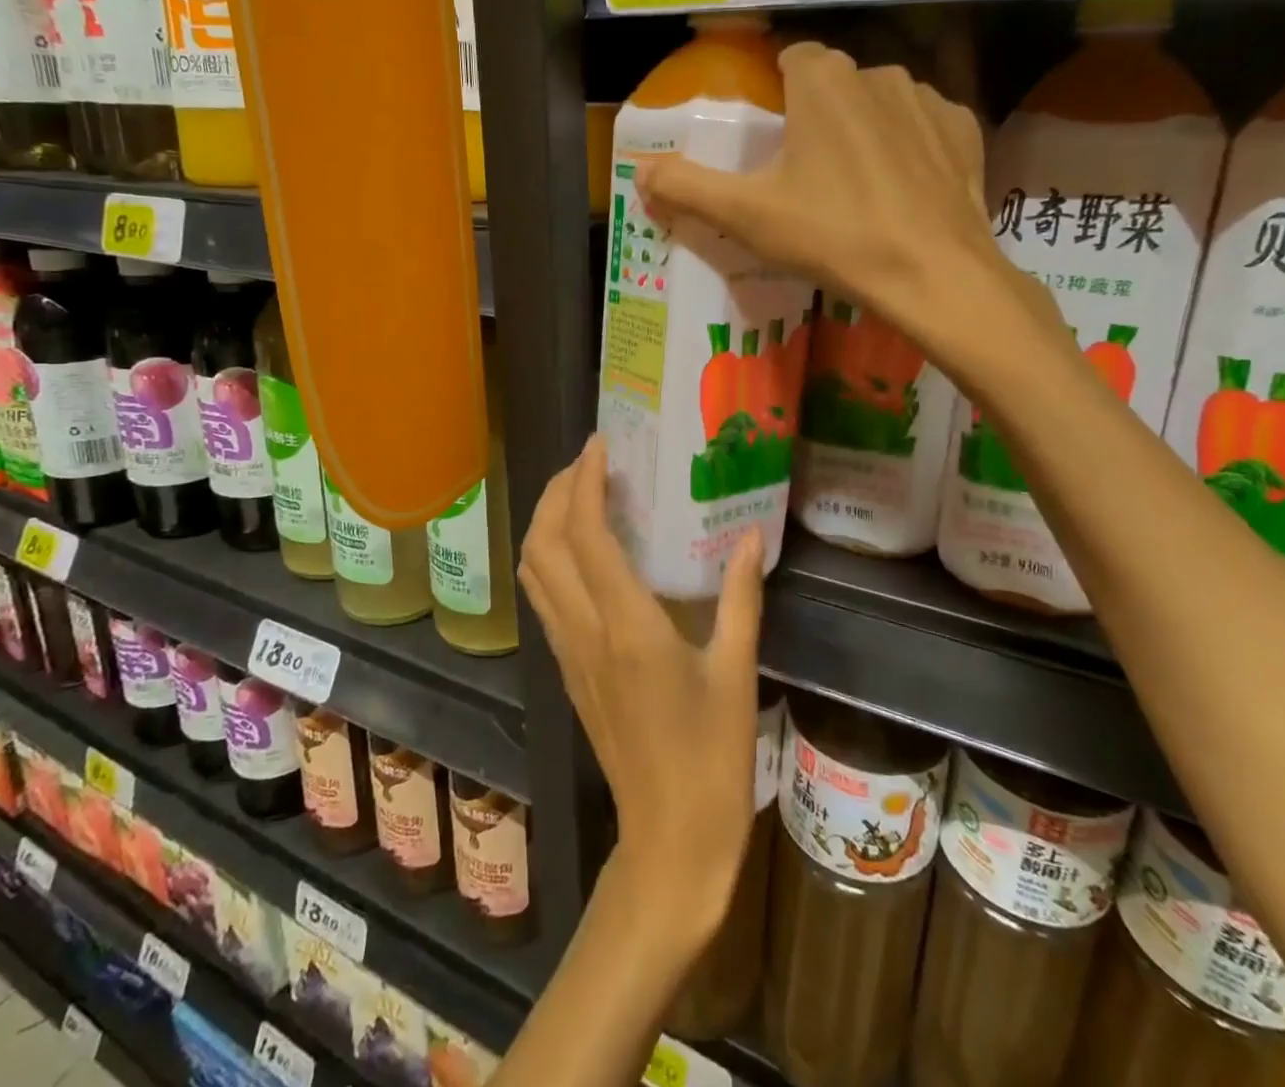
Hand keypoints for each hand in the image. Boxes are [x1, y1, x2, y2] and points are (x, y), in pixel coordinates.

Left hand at [518, 435, 762, 951]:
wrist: (668, 838)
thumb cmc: (711, 757)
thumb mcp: (736, 671)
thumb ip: (740, 597)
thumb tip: (750, 535)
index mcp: (627, 627)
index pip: (586, 536)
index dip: (585, 484)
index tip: (599, 447)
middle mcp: (584, 631)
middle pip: (544, 544)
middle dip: (558, 492)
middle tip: (590, 462)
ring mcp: (568, 651)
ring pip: (534, 569)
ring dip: (546, 522)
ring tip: (581, 494)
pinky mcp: (567, 668)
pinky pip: (544, 596)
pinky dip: (550, 555)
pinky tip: (582, 550)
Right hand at [636, 41, 1058, 388]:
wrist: (931, 273)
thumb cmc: (832, 235)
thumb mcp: (746, 216)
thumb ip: (687, 187)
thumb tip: (639, 170)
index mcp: (822, 80)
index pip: (790, 60)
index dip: (775, 96)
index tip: (770, 141)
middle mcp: (877, 72)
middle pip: (833, 85)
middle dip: (817, 117)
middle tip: (804, 177)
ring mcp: (927, 99)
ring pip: (878, 104)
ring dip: (862, 131)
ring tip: (854, 189)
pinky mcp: (963, 130)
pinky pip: (922, 127)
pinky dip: (907, 149)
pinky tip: (900, 191)